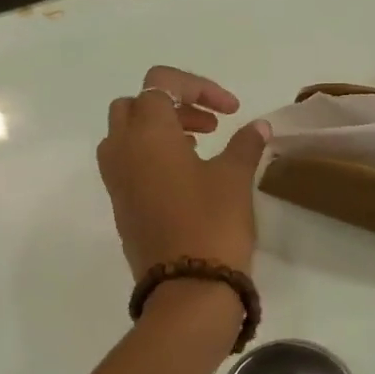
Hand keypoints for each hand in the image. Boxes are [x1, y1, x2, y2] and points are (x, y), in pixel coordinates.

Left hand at [97, 66, 269, 281]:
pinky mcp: (121, 207)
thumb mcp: (235, 178)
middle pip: (135, 106)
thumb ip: (245, 144)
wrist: (187, 289)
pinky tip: (187, 177)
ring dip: (160, 131)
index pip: (161, 84)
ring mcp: (116, 181)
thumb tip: (258, 126)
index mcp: (147, 134)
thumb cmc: (212, 224)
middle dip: (172, 105)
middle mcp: (121, 151)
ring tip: (200, 147)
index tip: (231, 111)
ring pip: (127, 135)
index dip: (198, 87)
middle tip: (209, 125)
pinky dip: (153, 157)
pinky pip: (129, 164)